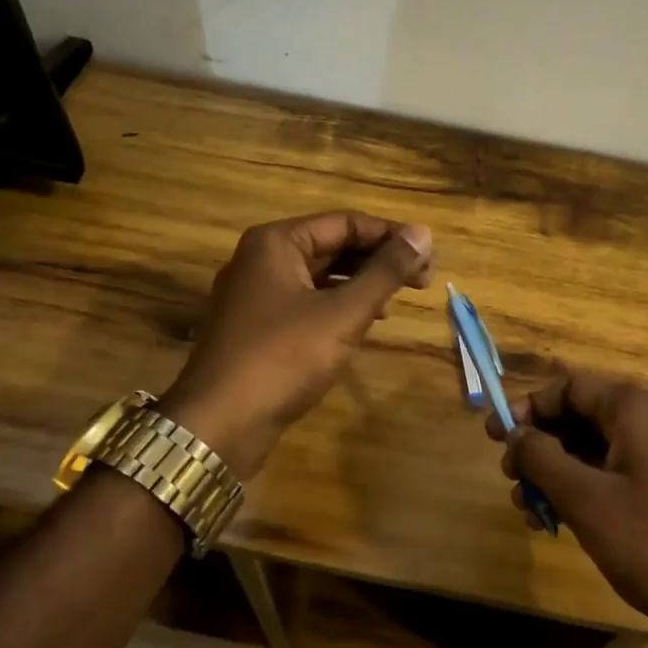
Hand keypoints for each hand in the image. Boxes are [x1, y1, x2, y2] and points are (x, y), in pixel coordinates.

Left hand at [161, 211, 433, 475]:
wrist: (218, 425)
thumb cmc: (284, 358)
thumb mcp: (343, 313)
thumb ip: (385, 272)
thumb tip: (424, 234)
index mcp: (277, 242)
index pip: (346, 222)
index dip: (391, 236)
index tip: (429, 258)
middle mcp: (262, 258)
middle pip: (333, 245)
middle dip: (378, 259)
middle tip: (421, 281)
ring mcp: (256, 294)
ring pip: (321, 275)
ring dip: (361, 283)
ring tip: (398, 300)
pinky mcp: (258, 326)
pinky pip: (307, 301)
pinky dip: (339, 305)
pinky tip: (364, 323)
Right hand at [490, 370, 647, 634]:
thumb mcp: (586, 499)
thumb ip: (542, 459)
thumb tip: (515, 433)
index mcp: (635, 410)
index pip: (570, 386)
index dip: (529, 407)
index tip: (496, 437)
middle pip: (581, 417)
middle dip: (540, 445)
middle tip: (509, 478)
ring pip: (594, 451)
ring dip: (555, 474)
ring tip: (527, 510)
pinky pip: (614, 478)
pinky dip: (582, 493)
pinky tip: (558, 525)